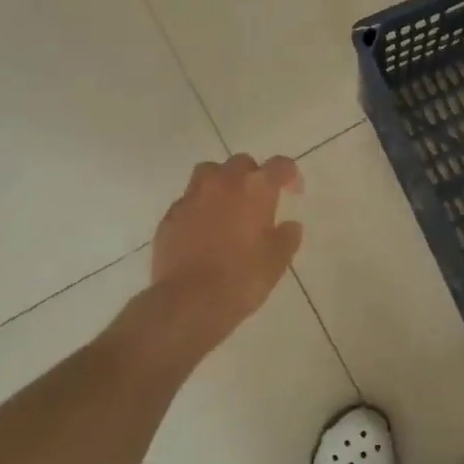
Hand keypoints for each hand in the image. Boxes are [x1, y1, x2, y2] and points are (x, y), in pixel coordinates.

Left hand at [151, 154, 303, 344]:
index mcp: (255, 188)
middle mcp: (222, 182)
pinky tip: (203, 230)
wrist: (189, 301)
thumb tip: (290, 225)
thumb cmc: (242, 279)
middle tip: (258, 200)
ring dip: (222, 182)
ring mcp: (192, 197)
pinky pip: (189, 200)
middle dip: (253, 175)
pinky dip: (200, 207)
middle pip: (241, 162)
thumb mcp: (277, 261)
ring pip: (208, 173)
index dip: (290, 175)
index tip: (293, 192)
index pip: (280, 165)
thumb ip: (287, 237)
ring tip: (227, 206)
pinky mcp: (170, 215)